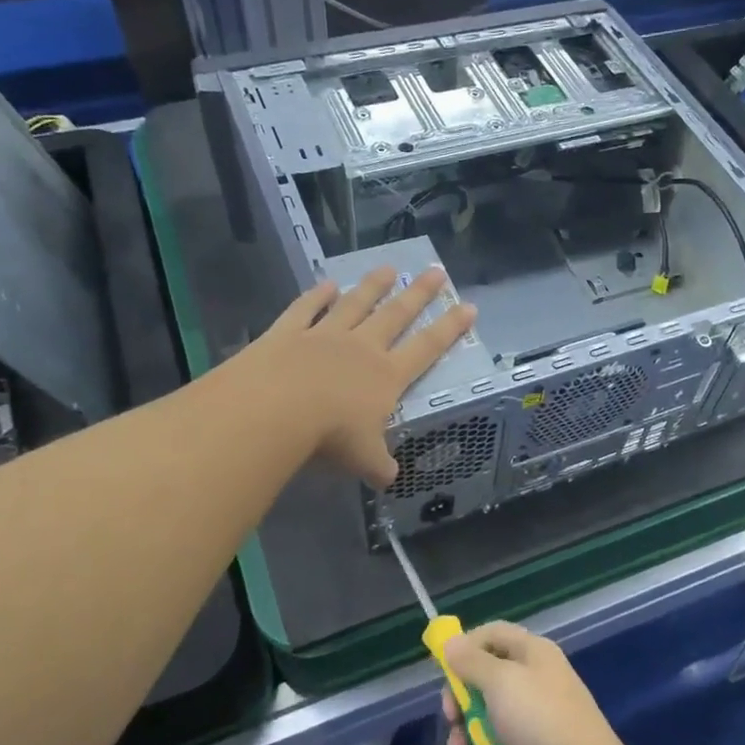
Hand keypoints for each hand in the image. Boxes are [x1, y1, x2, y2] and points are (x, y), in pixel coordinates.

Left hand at [245, 266, 475, 487]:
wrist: (275, 409)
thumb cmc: (329, 436)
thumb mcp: (363, 459)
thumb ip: (378, 465)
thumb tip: (388, 477)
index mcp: (386, 376)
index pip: (427, 348)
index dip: (450, 328)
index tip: (468, 307)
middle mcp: (361, 348)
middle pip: (396, 315)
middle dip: (419, 294)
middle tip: (436, 271)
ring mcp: (324, 335)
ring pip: (355, 304)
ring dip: (372, 286)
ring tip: (388, 268)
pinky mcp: (288, 332)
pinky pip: (306, 309)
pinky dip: (316, 295)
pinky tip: (326, 284)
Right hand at [442, 622, 636, 744]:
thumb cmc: (539, 719)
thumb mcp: (500, 682)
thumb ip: (472, 662)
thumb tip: (451, 641)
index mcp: (533, 653)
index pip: (493, 634)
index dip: (466, 646)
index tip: (443, 668)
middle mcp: (535, 681)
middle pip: (486, 679)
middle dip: (461, 700)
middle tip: (451, 717)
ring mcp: (536, 720)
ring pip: (489, 719)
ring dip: (465, 736)